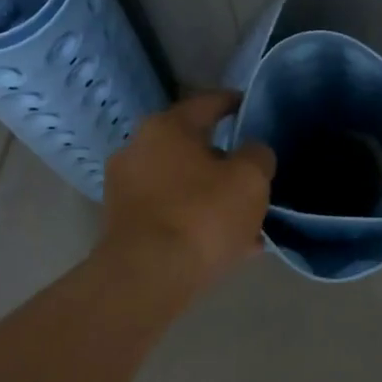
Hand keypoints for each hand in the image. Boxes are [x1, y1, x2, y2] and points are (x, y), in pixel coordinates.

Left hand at [99, 90, 274, 292]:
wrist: (147, 278)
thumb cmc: (201, 215)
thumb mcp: (250, 180)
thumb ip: (258, 156)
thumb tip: (252, 153)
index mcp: (166, 127)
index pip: (208, 103)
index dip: (235, 103)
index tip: (252, 107)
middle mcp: (137, 149)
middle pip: (193, 147)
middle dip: (225, 161)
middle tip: (254, 175)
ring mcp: (126, 188)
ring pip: (183, 184)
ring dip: (212, 196)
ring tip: (246, 219)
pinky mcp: (123, 224)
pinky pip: (171, 213)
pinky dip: (196, 221)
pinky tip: (227, 244)